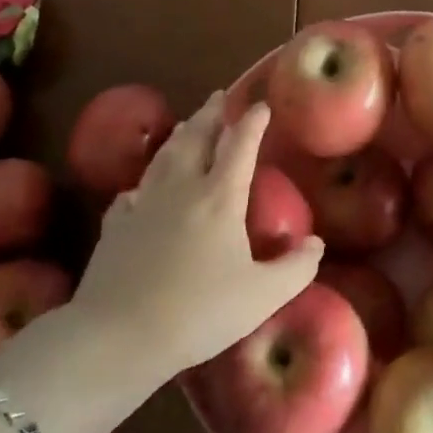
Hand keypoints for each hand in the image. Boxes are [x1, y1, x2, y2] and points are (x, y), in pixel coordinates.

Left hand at [69, 92, 322, 377]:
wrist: (118, 336)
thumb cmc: (198, 313)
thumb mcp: (261, 297)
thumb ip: (295, 269)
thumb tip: (316, 244)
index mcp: (219, 196)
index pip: (239, 145)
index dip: (252, 122)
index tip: (261, 105)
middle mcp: (182, 188)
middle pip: (197, 137)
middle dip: (211, 114)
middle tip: (219, 96)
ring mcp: (145, 203)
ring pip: (164, 156)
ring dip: (180, 135)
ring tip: (188, 123)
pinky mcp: (117, 225)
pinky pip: (133, 192)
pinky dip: (144, 181)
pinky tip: (142, 188)